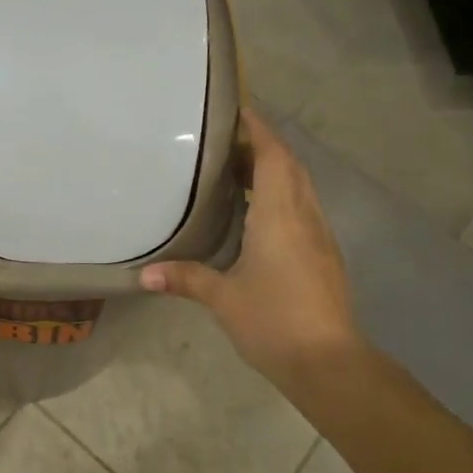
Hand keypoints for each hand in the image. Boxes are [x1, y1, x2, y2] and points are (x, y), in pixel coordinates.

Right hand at [141, 106, 361, 386]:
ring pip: (301, 188)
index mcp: (280, 215)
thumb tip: (143, 275)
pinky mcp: (326, 256)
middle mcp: (305, 216)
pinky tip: (262, 215)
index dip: (259, 130)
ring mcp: (320, 236)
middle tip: (228, 143)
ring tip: (240, 172)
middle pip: (290, 166)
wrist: (328, 362)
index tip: (239, 111)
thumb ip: (185, 279)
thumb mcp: (222, 298)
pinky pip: (305, 210)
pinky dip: (285, 197)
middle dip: (264, 147)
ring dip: (277, 172)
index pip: (273, 156)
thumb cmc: (273, 320)